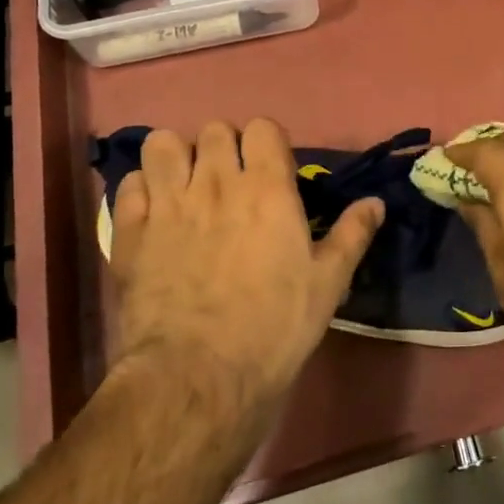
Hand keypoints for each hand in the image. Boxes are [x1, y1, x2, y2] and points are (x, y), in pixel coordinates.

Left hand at [106, 119, 382, 401]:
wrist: (199, 375)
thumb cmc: (274, 327)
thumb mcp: (327, 283)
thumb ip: (351, 234)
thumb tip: (375, 202)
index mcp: (267, 188)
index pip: (262, 128)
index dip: (267, 143)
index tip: (271, 171)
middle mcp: (217, 182)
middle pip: (215, 130)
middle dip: (224, 147)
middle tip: (230, 182)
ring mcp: (168, 204)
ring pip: (163, 144)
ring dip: (176, 157)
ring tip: (185, 185)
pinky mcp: (130, 231)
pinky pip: (128, 183)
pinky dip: (141, 189)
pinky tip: (152, 212)